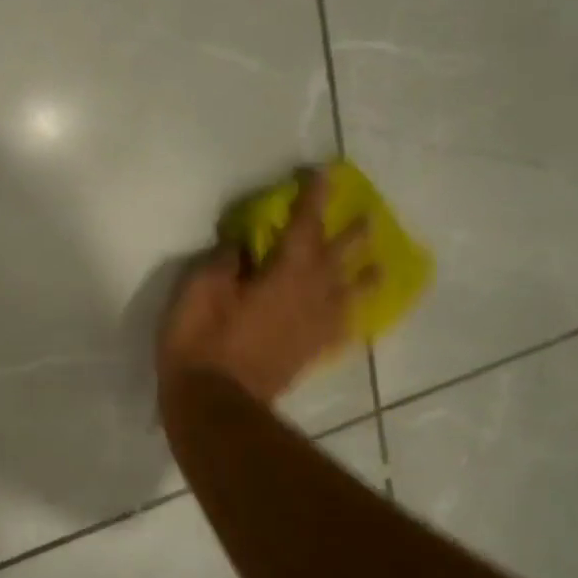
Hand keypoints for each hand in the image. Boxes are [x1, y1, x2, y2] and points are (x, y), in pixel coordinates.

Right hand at [157, 171, 374, 403]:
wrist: (214, 403)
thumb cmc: (201, 341)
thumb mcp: (200, 291)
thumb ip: (224, 262)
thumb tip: (241, 245)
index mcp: (284, 275)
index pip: (303, 226)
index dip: (313, 198)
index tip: (325, 173)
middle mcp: (310, 297)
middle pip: (338, 258)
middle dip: (351, 234)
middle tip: (368, 215)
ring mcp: (313, 329)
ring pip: (348, 295)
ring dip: (364, 276)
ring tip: (378, 266)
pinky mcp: (309, 354)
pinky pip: (340, 330)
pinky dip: (350, 318)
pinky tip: (352, 317)